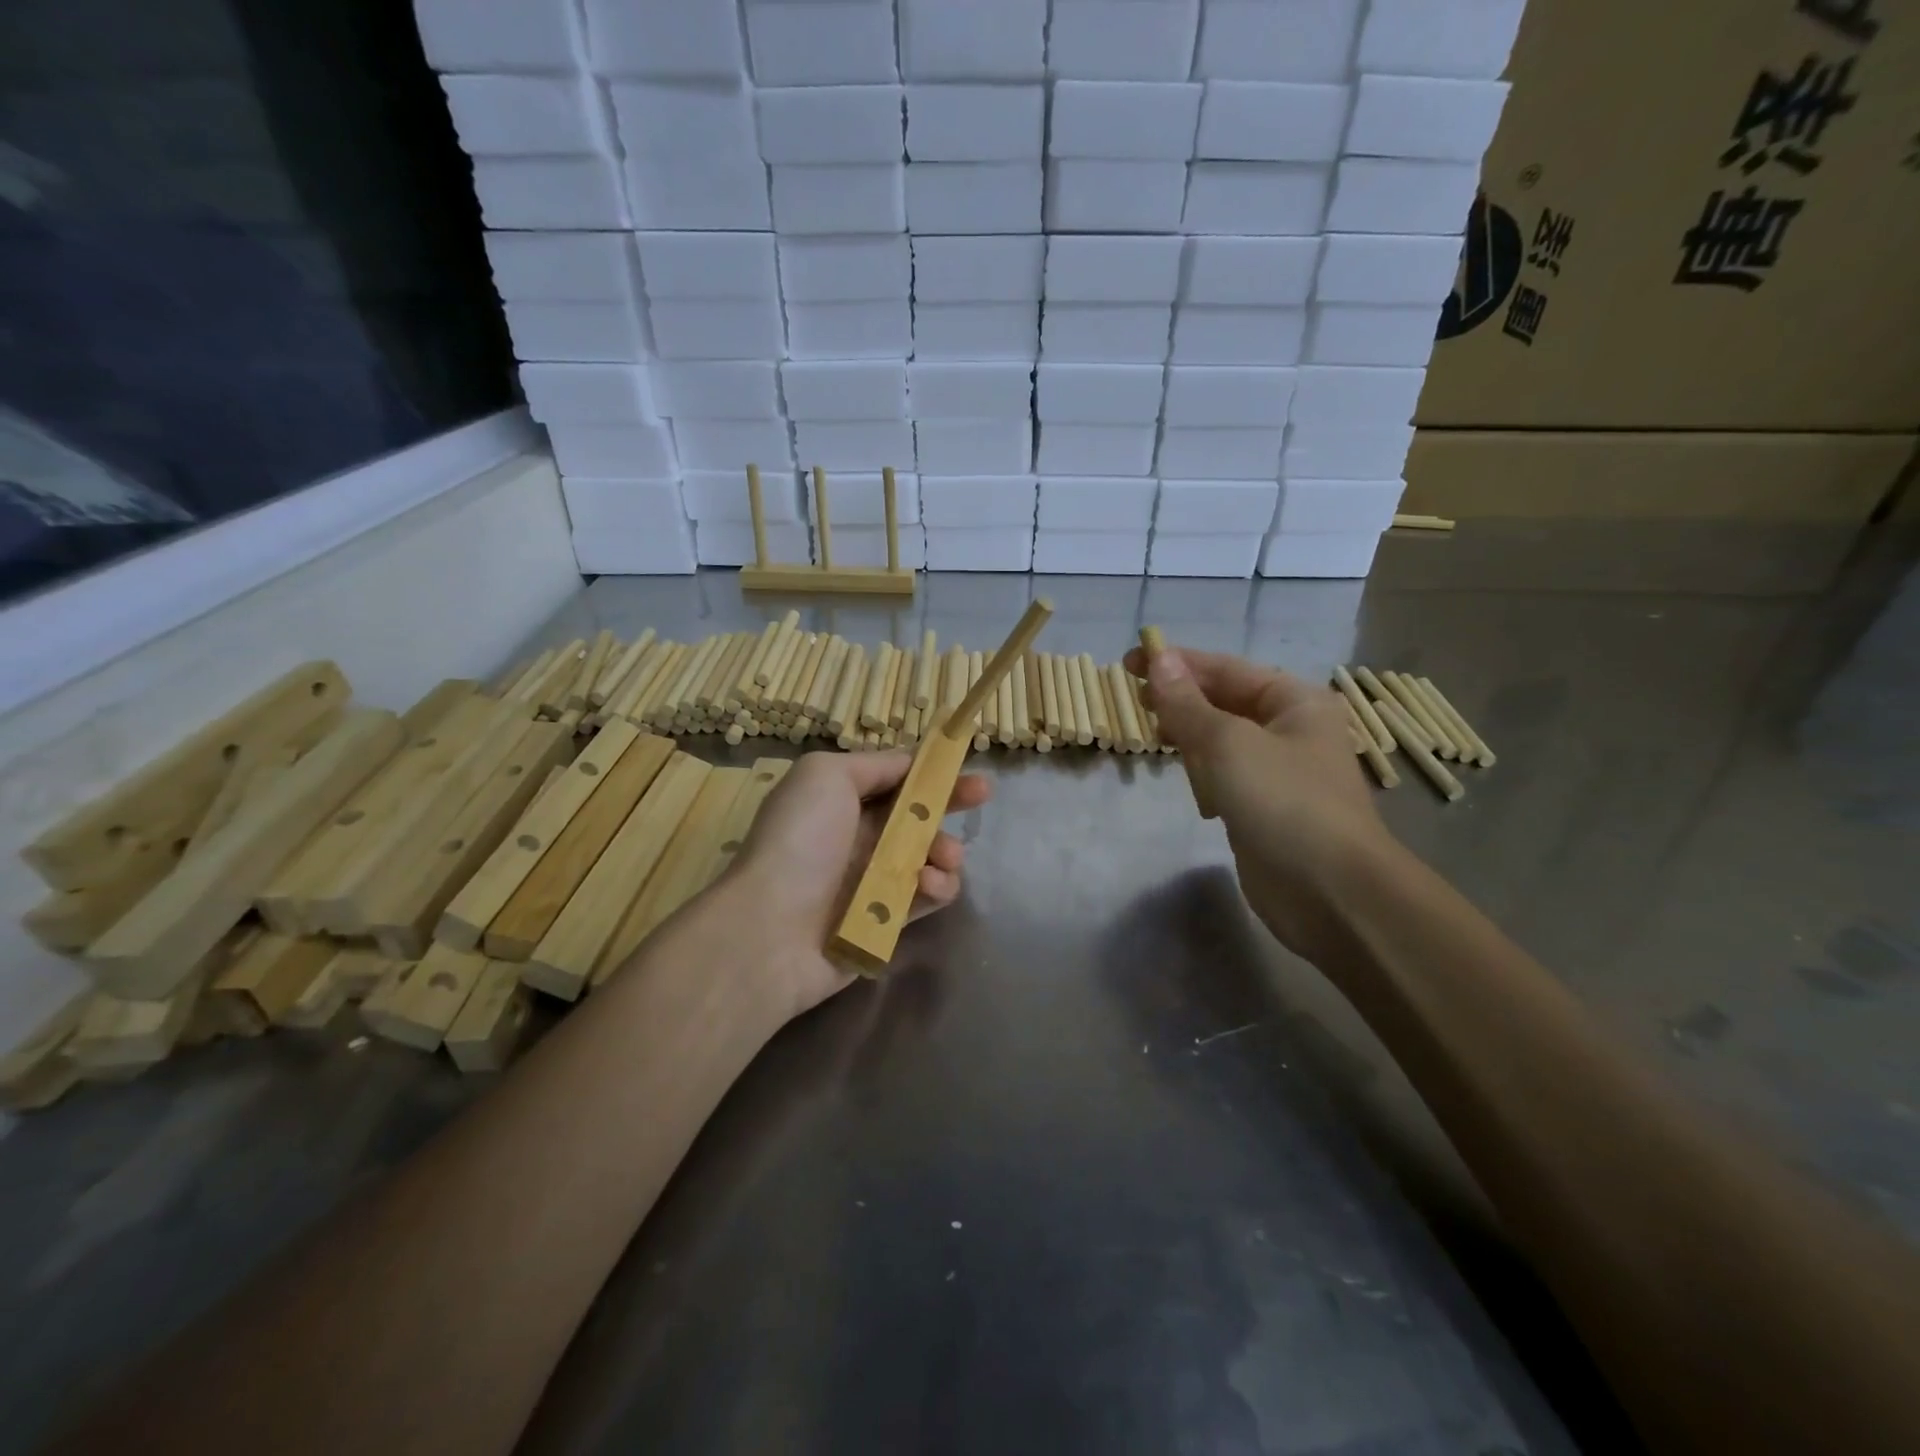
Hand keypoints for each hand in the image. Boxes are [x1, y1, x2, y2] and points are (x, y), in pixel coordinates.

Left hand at [726, 751, 990, 1020]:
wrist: (771, 929)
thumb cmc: (800, 840)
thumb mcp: (826, 775)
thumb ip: (874, 764)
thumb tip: (910, 765)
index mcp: (840, 800)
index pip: (894, 778)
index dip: (928, 769)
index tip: (963, 761)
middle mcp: (857, 836)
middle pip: (916, 814)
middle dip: (951, 801)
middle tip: (983, 794)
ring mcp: (871, 879)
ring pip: (928, 856)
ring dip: (945, 850)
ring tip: (944, 857)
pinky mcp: (886, 920)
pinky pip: (925, 897)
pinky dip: (936, 888)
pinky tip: (928, 886)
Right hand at [1123, 644, 1395, 961]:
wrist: (1330, 892)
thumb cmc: (1283, 802)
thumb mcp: (1228, 743)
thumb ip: (1187, 704)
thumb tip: (1158, 659)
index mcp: (1294, 701)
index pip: (1225, 669)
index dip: (1176, 663)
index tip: (1128, 662)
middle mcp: (1289, 729)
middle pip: (1223, 701)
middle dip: (1179, 699)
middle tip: (1134, 701)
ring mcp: (1277, 771)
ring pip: (1220, 740)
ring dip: (1187, 735)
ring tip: (1151, 736)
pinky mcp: (1262, 807)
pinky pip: (1222, 775)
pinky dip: (1200, 771)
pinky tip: (1181, 778)